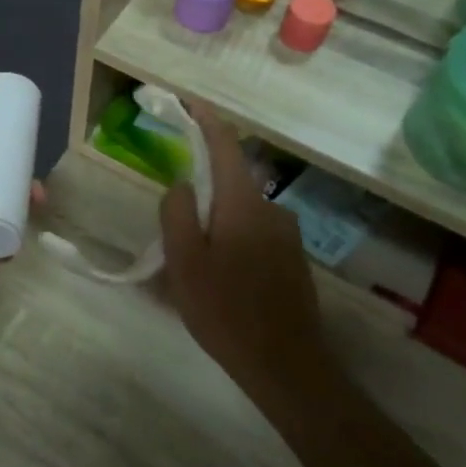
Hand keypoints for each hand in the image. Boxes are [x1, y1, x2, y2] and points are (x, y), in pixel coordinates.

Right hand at [158, 103, 327, 395]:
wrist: (286, 365)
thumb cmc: (226, 310)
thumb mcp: (184, 261)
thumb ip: (177, 212)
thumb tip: (182, 186)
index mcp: (242, 202)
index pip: (224, 145)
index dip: (205, 119)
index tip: (187, 101)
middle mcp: (270, 209)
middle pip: (228, 183)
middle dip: (199, 196)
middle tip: (173, 233)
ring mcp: (286, 235)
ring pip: (238, 214)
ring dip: (214, 227)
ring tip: (192, 269)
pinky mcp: (292, 260)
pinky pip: (252, 237)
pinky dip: (230, 245)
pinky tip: (220, 284)